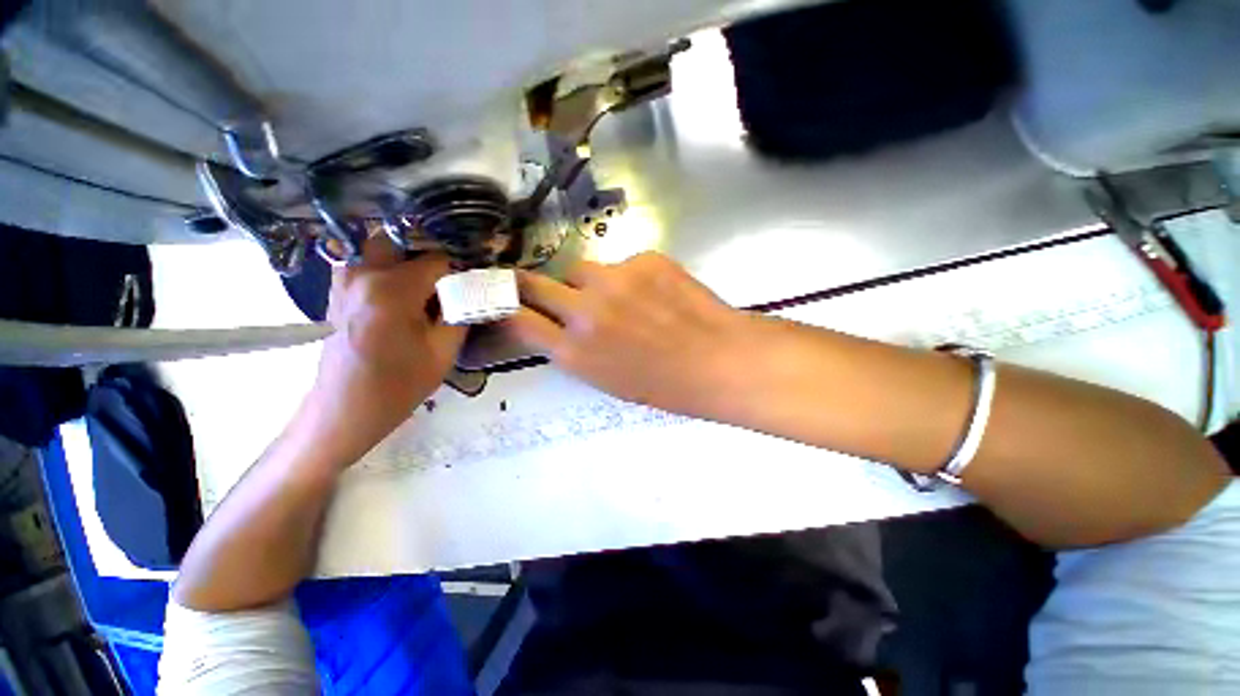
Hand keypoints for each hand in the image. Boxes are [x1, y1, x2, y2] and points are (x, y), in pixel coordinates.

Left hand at [294, 238, 465, 468]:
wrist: (345, 409)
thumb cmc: (398, 384)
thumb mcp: (444, 351)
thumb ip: (461, 314)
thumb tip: (471, 293)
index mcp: (392, 288)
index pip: (437, 260)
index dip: (457, 272)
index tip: (466, 289)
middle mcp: (363, 273)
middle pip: (401, 243)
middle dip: (426, 257)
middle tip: (444, 283)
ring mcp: (344, 280)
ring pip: (380, 251)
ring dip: (405, 264)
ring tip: (424, 292)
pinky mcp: (337, 292)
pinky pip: (367, 267)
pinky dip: (388, 273)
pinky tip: (402, 302)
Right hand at [503, 252, 751, 416]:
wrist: (718, 360)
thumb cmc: (664, 384)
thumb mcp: (607, 379)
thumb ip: (575, 350)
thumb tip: (558, 325)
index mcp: (575, 352)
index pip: (518, 319)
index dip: (507, 307)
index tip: (504, 300)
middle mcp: (585, 310)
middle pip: (535, 282)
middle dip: (531, 284)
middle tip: (540, 286)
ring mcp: (614, 279)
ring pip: (581, 268)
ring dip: (589, 282)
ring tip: (620, 298)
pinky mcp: (643, 258)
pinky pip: (622, 263)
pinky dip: (630, 277)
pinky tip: (655, 293)